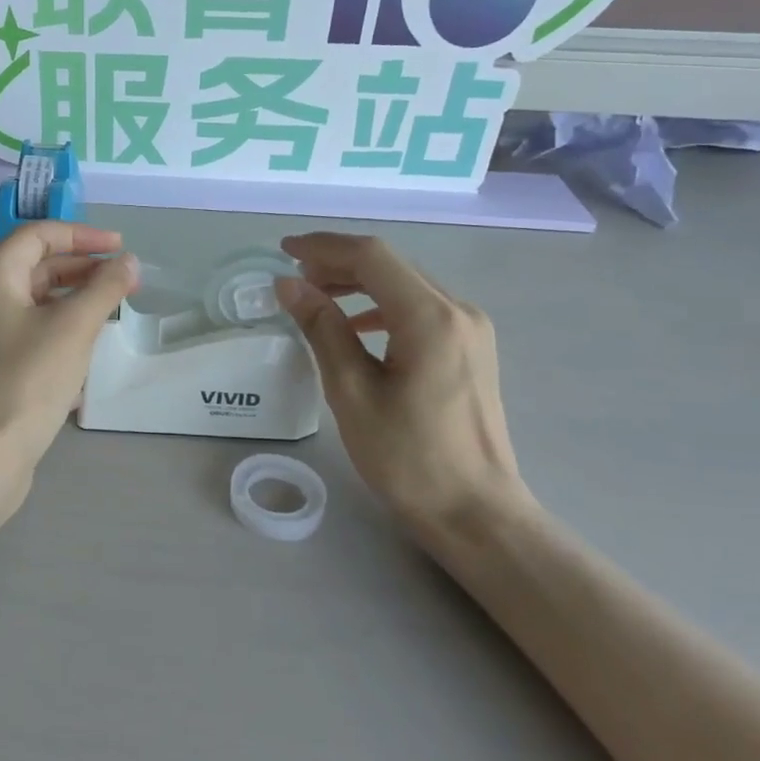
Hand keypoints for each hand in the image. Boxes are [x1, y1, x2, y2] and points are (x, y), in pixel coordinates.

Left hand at [0, 222, 137, 494]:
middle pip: (36, 267)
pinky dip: (61, 331)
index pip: (38, 236)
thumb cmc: (27, 380)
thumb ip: (104, 289)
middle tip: (124, 281)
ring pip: (35, 303)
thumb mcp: (73, 328)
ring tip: (113, 311)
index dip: (82, 235)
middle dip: (83, 269)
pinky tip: (88, 351)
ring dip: (74, 301)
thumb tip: (129, 262)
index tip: (121, 248)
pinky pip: (31, 334)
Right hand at [276, 233, 533, 545]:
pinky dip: (382, 304)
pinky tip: (357, 324)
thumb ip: (322, 329)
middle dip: (338, 263)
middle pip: (391, 265)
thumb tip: (288, 285)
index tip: (283, 251)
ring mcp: (471, 329)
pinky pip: (420, 308)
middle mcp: (458, 311)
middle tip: (293, 278)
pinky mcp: (471, 348)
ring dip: (359, 282)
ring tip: (316, 296)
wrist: (476, 513)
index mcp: (430, 318)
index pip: (372, 257)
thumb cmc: (408, 458)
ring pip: (406, 284)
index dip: (323, 247)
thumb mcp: (352, 392)